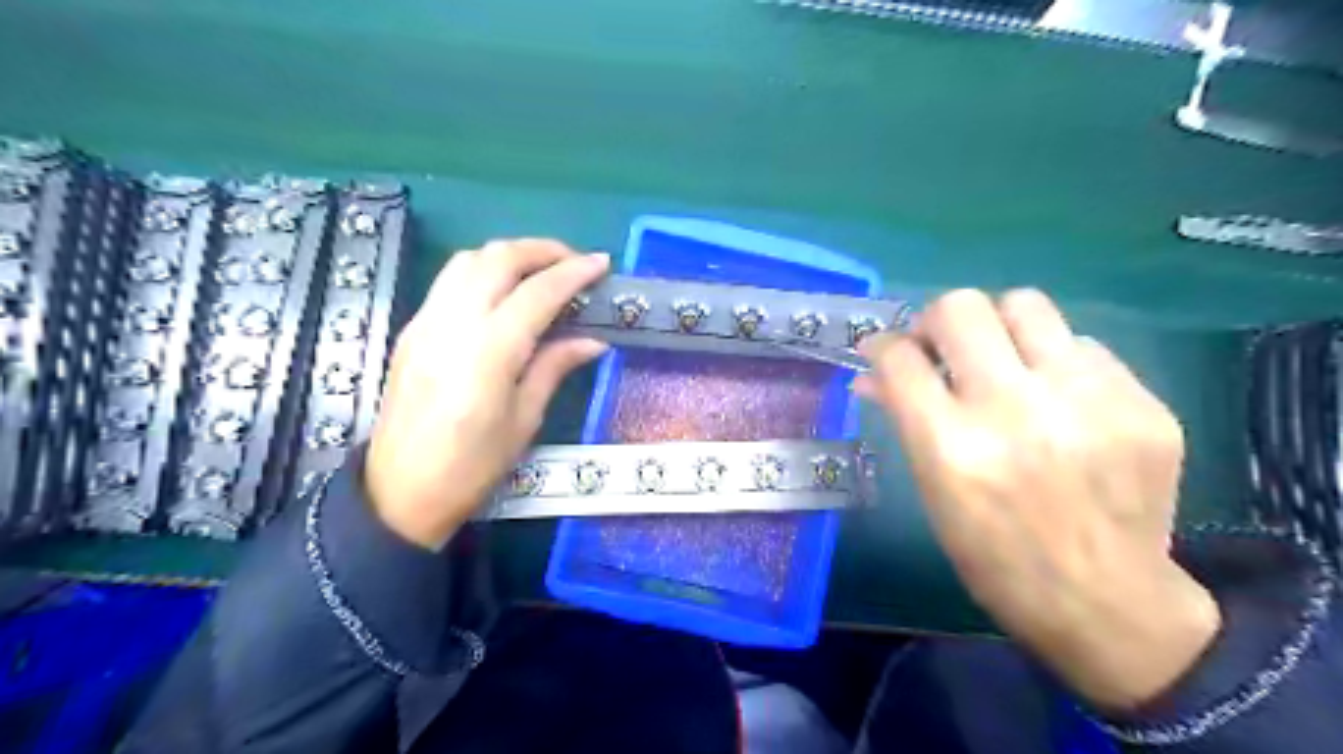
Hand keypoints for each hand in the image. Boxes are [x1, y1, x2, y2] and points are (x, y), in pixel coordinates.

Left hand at [363, 237, 602, 547]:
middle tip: (574, 262)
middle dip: (542, 249)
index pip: (538, 292)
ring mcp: (426, 322)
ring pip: (468, 260)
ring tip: (541, 271)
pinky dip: (483, 271)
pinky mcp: (412, 329)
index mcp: (489, 351)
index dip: (573, 272)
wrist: (400, 491)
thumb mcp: (524, 420)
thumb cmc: (472, 466)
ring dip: (509, 255)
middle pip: (498, 258)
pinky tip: (503, 293)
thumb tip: (593, 341)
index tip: (602, 264)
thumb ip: (555, 367)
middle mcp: (454, 323)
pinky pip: (450, 281)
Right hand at [855, 288, 1225, 712]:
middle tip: (942, 347)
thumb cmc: (994, 556)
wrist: (1107, 603)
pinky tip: (1058, 400)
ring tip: (1002, 359)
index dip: (883, 347)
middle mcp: (1016, 410)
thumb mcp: (933, 492)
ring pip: (1026, 304)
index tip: (887, 354)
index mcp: (952, 446)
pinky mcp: (1141, 403)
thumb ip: (904, 420)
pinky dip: (1055, 363)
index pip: (899, 357)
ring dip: (999, 326)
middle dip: (937, 321)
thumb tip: (872, 373)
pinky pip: (1082, 347)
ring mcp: (1087, 401)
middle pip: (961, 308)